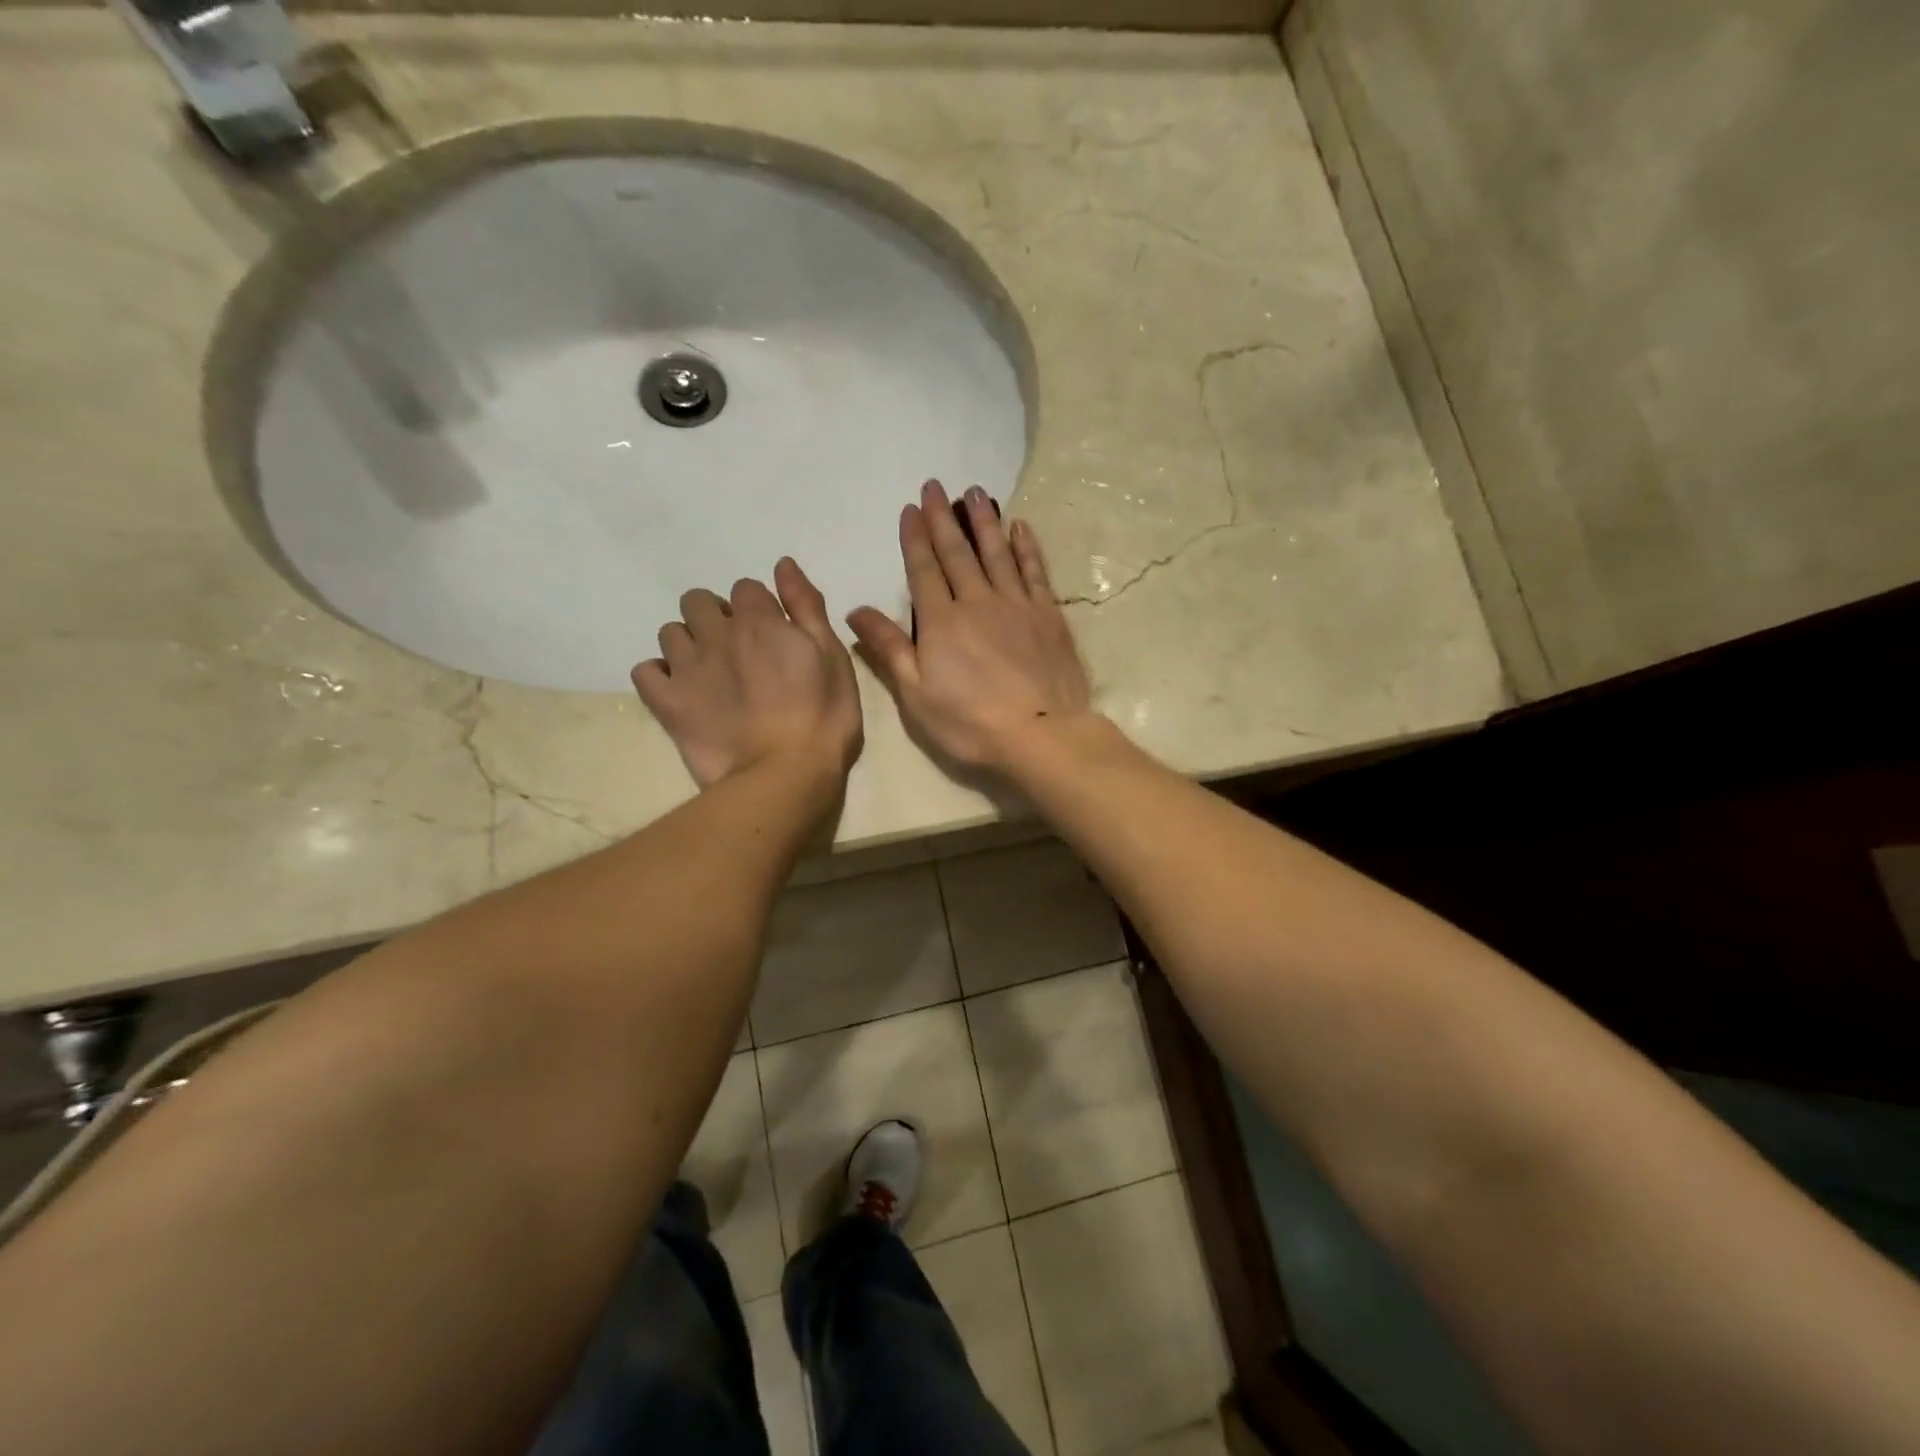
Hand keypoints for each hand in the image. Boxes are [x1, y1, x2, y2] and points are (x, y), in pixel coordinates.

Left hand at [633, 559, 862, 789]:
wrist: (785, 774)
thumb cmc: (823, 717)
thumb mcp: (833, 657)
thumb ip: (807, 607)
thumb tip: (783, 563)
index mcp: (759, 621)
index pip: (746, 588)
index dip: (759, 609)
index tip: (772, 635)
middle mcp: (717, 634)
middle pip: (698, 601)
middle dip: (716, 616)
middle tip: (738, 651)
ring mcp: (687, 668)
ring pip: (670, 632)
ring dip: (688, 642)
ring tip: (709, 672)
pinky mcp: (667, 703)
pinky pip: (645, 671)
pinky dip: (659, 675)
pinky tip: (678, 690)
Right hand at [848, 480, 1094, 775]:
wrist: (1040, 734)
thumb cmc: (969, 723)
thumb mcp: (915, 694)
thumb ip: (889, 648)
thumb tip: (854, 611)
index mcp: (941, 622)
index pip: (924, 570)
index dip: (915, 538)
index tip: (911, 508)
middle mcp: (977, 602)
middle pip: (958, 553)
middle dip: (944, 518)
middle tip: (936, 485)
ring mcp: (1017, 605)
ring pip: (997, 553)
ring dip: (984, 521)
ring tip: (976, 493)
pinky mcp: (1048, 616)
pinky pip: (1034, 571)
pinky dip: (1026, 547)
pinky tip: (1020, 527)